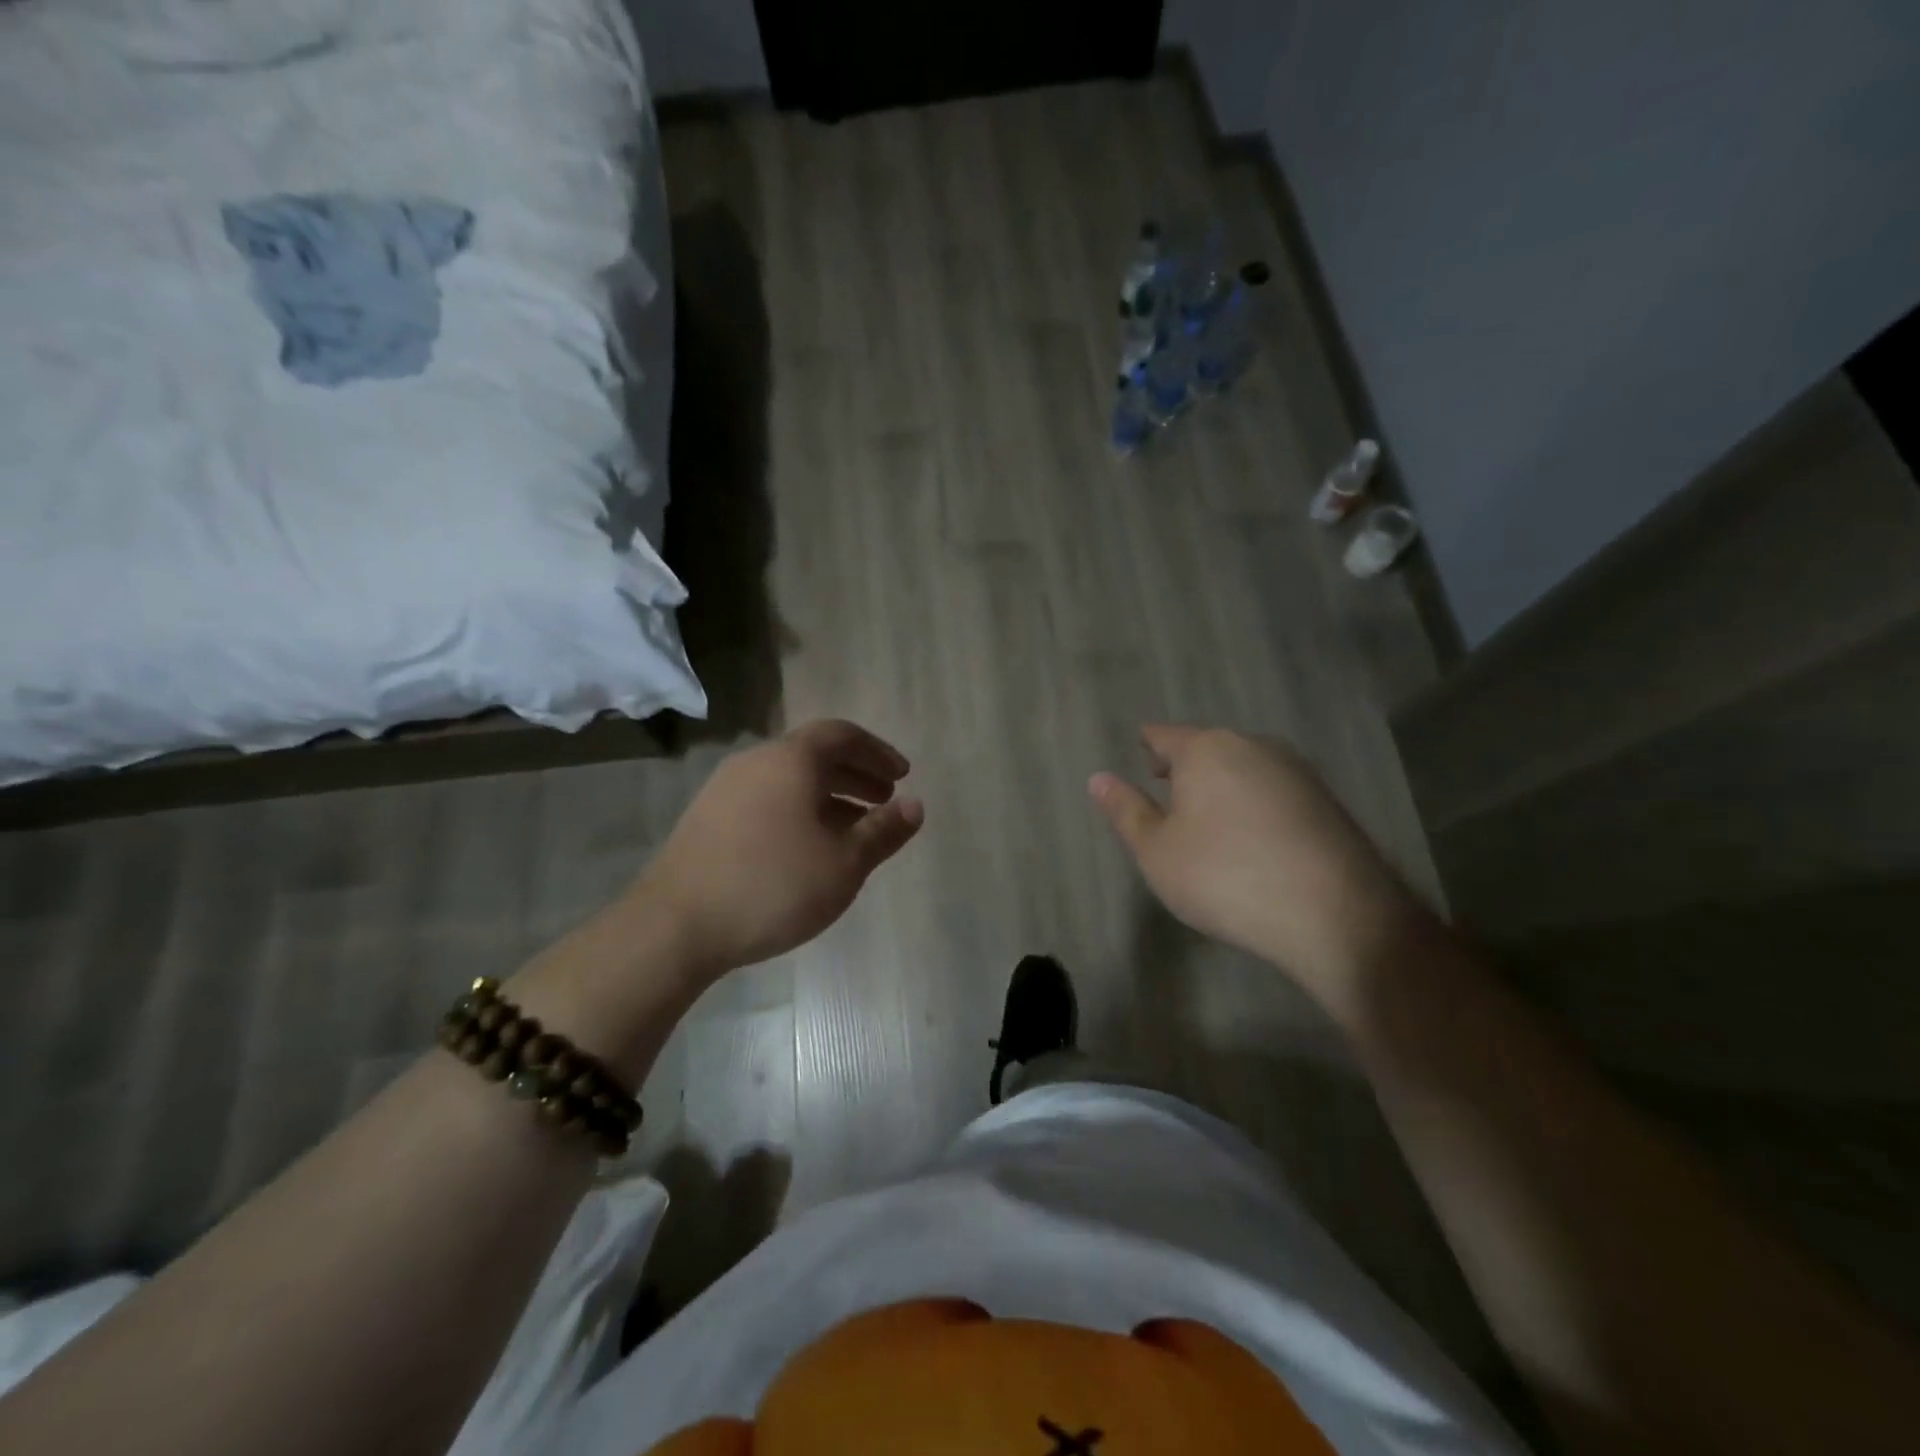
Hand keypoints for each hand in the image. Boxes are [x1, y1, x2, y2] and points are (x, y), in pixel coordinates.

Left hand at [633, 719, 923, 979]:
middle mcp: (756, 762)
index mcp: (790, 760)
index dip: (877, 752)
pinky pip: (767, 799)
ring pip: (790, 779)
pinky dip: (799, 810)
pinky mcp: (708, 818)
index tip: (902, 776)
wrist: (675, 926)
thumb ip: (883, 831)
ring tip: (854, 828)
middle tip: (885, 800)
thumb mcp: (844, 863)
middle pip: (815, 755)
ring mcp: (725, 789)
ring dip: (829, 795)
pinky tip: (808, 847)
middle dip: (856, 774)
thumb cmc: (773, 886)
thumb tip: (916, 806)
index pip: (842, 734)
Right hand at [1090, 725, 1425, 1005]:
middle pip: (1207, 748)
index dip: (1148, 745)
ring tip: (1208, 817)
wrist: (1334, 914)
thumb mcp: (1157, 851)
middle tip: (1168, 789)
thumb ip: (1126, 811)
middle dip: (1185, 766)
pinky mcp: (1326, 800)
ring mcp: (1296, 771)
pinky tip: (1252, 837)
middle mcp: (1253, 746)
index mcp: (1205, 750)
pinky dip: (1254, 803)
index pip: (1164, 736)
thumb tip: (1097, 778)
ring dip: (1222, 785)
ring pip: (1244, 767)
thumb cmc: (1225, 877)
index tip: (1141, 752)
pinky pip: (1273, 791)